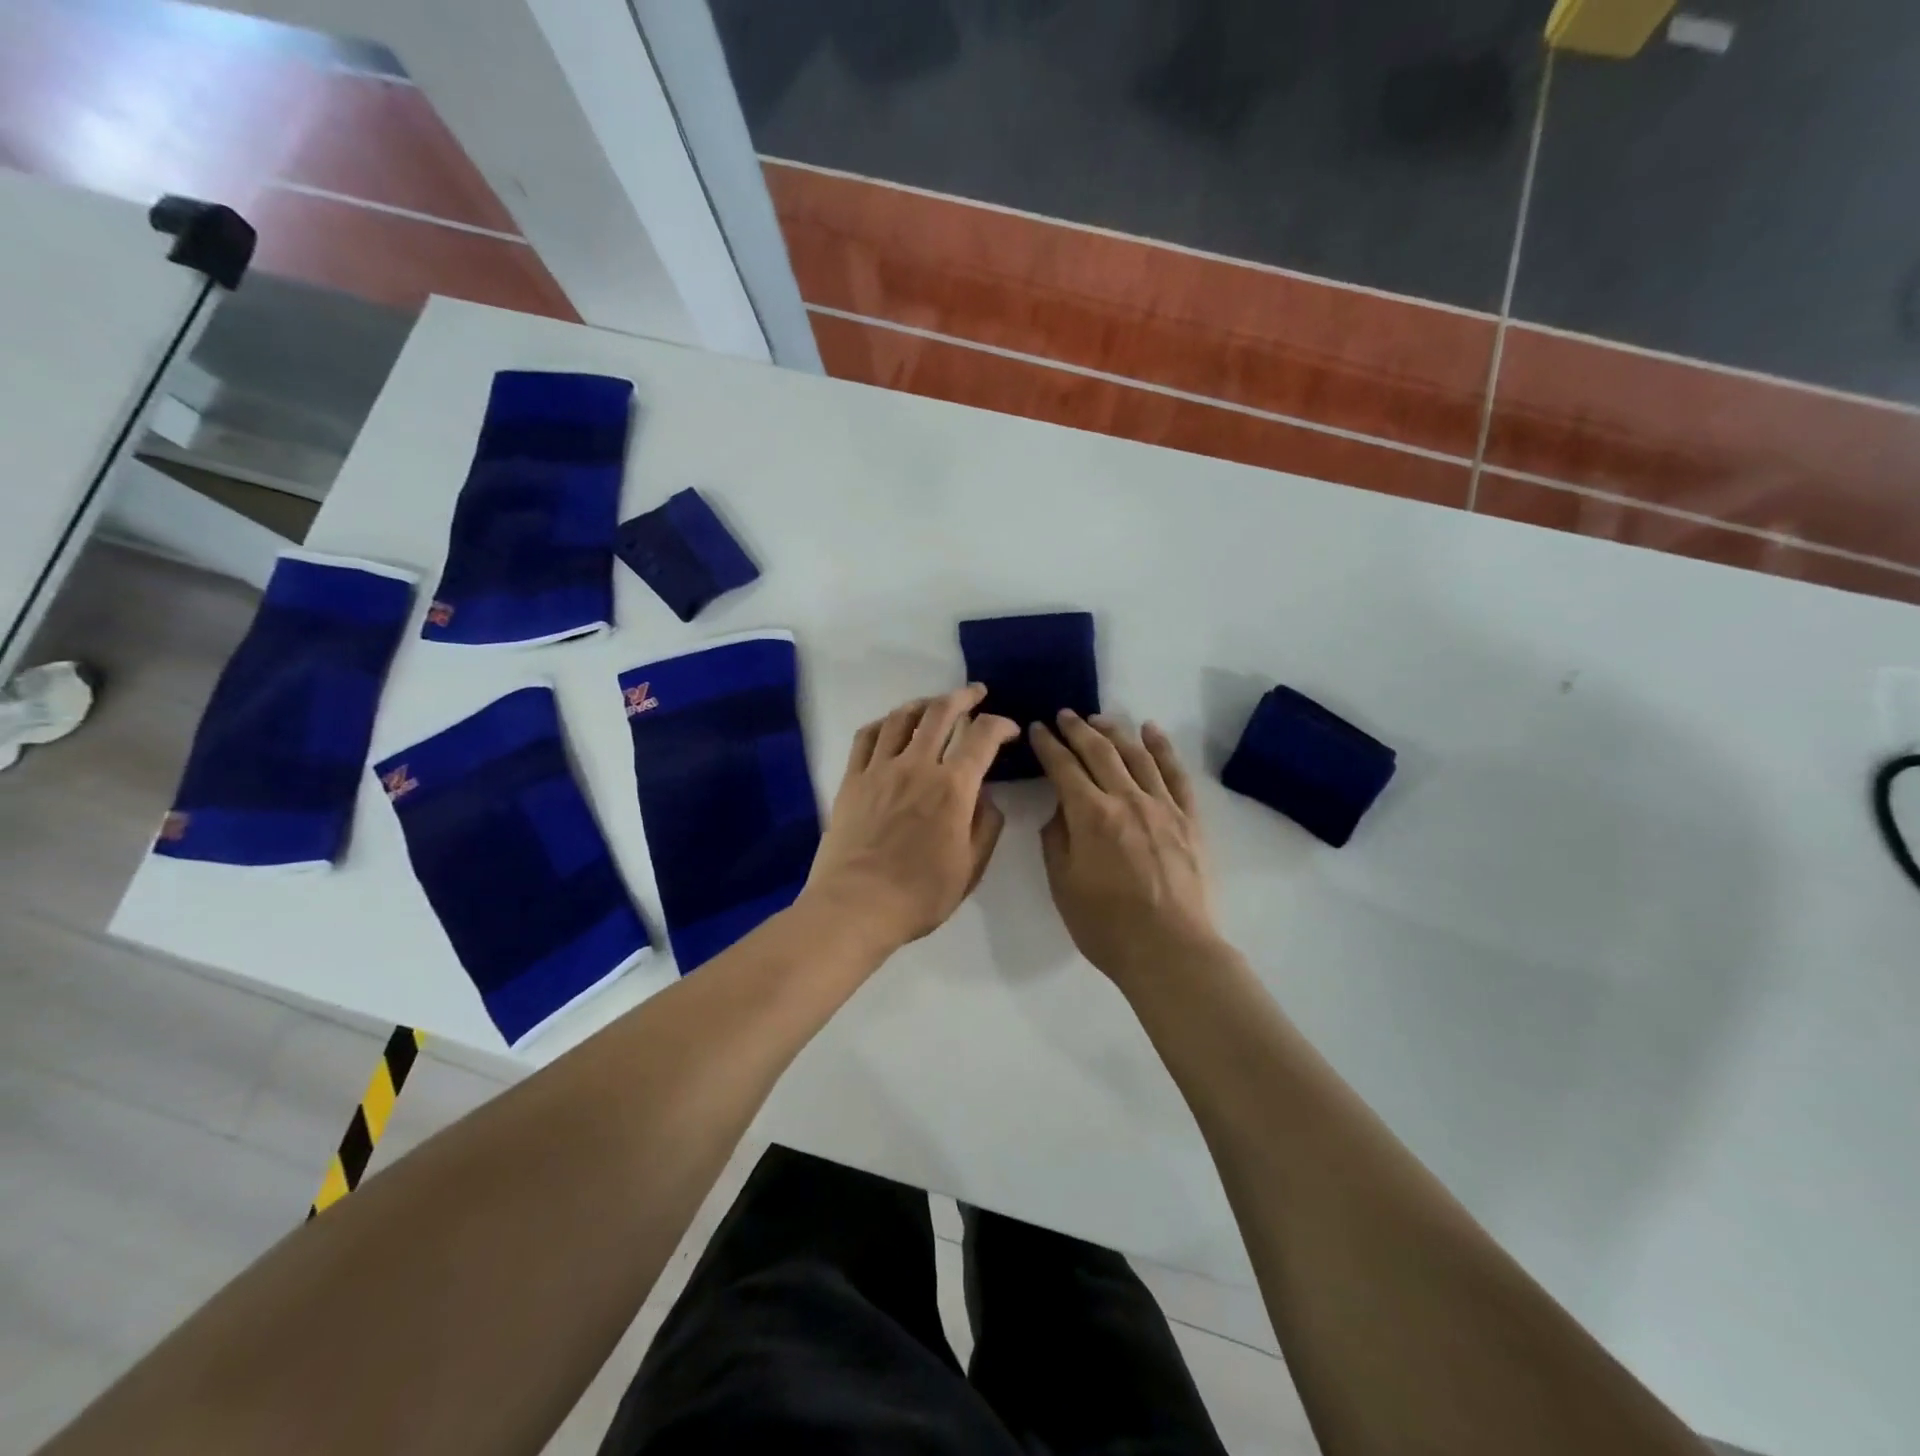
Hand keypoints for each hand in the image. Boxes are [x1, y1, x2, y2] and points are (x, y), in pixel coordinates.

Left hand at [803, 685, 1020, 953]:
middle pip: (941, 712)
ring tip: (935, 704)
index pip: (983, 736)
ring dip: (924, 703)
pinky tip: (893, 725)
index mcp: (952, 787)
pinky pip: (868, 736)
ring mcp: (880, 769)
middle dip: (964, 697)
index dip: (1001, 725)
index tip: (1010, 730)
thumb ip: (985, 825)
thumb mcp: (971, 867)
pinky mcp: (852, 779)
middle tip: (976, 694)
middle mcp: (917, 765)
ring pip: (903, 717)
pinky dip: (885, 722)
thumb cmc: (920, 894)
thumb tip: (985, 797)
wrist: (856, 905)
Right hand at [1029, 711, 1221, 990]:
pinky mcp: (1189, 819)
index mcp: (1090, 815)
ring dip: (1115, 732)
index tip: (1038, 729)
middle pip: (1100, 752)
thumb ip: (1056, 840)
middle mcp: (1127, 799)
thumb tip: (1060, 810)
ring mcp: (1163, 806)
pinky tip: (1151, 731)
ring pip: (1137, 755)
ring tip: (1099, 719)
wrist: (1170, 950)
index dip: (1048, 745)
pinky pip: (1176, 774)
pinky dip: (1162, 748)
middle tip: (1064, 715)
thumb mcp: (1063, 884)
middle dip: (1078, 729)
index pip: (1064, 767)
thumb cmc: (1106, 925)